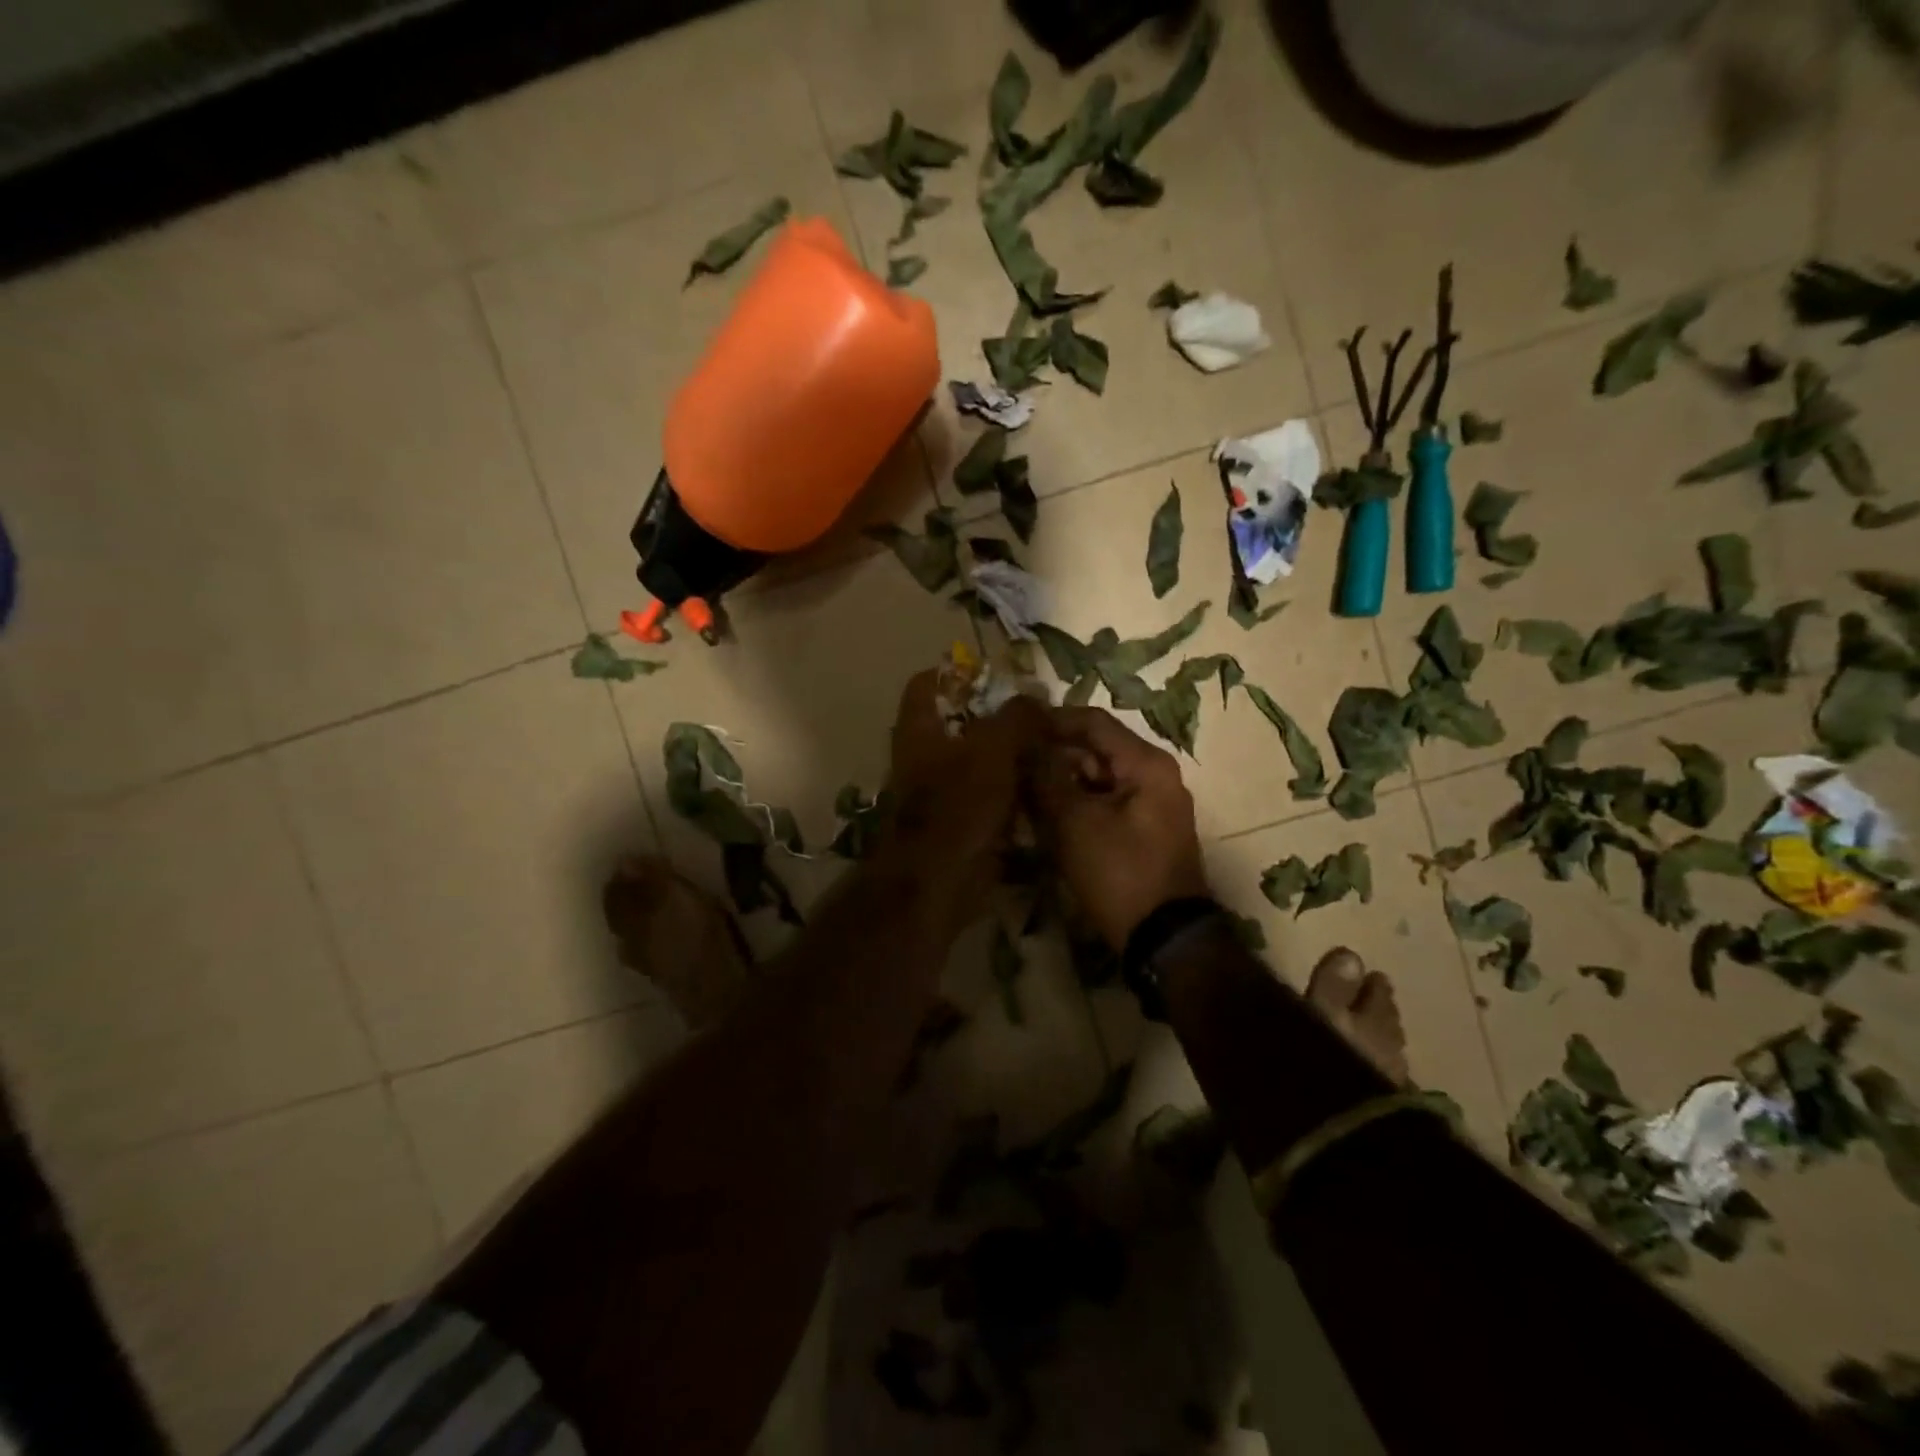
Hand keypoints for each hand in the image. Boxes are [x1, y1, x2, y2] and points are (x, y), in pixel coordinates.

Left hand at [883, 669, 1046, 925]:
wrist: (940, 880)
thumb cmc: (958, 804)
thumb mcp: (992, 749)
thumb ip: (1016, 717)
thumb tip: (1036, 696)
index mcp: (920, 730)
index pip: (927, 685)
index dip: (956, 672)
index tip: (995, 673)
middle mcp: (925, 757)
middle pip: (961, 724)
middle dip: (999, 718)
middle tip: (1040, 714)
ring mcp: (943, 792)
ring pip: (981, 762)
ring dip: (1012, 757)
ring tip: (1053, 748)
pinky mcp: (963, 823)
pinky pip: (992, 797)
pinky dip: (1015, 791)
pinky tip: (1046, 787)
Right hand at [1032, 706, 1210, 948]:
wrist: (1164, 938)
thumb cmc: (1120, 872)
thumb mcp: (1074, 822)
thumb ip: (1046, 777)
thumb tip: (1024, 744)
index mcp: (1146, 764)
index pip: (1093, 722)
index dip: (1052, 720)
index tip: (1014, 726)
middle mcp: (1154, 775)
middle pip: (1096, 749)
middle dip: (1054, 754)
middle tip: (1012, 764)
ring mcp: (1152, 804)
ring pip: (1098, 778)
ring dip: (1062, 781)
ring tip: (1022, 791)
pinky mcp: (1145, 830)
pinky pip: (1105, 802)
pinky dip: (1077, 804)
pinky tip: (1046, 816)